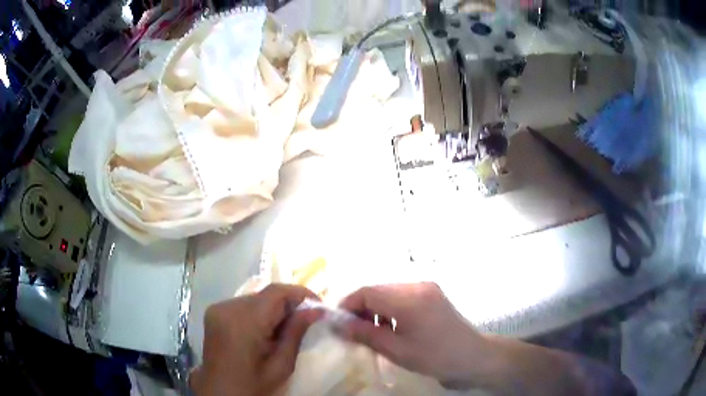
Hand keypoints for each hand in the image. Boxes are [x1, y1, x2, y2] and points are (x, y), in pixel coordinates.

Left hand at [190, 284, 322, 395]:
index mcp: (244, 321)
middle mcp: (227, 307)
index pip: (276, 292)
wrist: (220, 392)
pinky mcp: (214, 312)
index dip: (300, 293)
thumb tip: (315, 310)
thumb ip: (296, 333)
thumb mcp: (281, 365)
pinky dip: (258, 313)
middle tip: (304, 322)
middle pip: (265, 294)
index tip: (318, 306)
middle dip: (288, 304)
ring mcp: (218, 308)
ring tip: (283, 330)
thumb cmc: (253, 385)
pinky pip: (243, 304)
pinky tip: (264, 331)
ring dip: (273, 309)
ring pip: (255, 298)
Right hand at [337, 282, 494, 388]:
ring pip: (388, 292)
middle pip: (377, 290)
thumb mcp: (397, 350)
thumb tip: (338, 324)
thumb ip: (366, 334)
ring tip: (372, 332)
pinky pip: (401, 296)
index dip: (347, 305)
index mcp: (409, 299)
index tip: (337, 323)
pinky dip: (389, 309)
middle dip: (360, 308)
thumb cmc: (435, 357)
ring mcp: (426, 287)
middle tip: (352, 331)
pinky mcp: (432, 293)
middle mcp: (417, 286)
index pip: (367, 292)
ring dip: (374, 309)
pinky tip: (391, 327)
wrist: (473, 356)